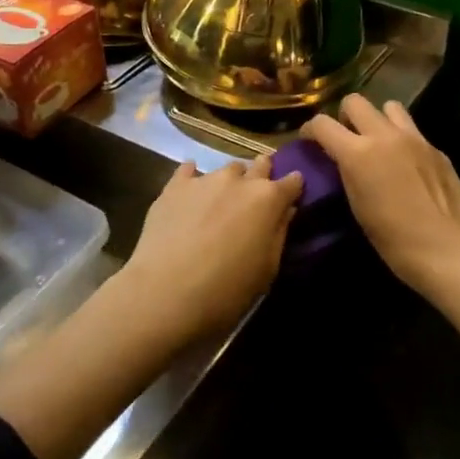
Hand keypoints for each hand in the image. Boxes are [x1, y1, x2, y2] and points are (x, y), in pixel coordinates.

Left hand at [119, 156, 304, 344]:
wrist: (165, 294)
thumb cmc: (226, 291)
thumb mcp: (267, 270)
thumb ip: (279, 232)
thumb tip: (285, 210)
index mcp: (268, 199)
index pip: (292, 181)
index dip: (294, 188)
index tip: (291, 197)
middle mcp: (239, 180)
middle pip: (260, 165)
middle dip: (262, 176)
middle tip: (256, 198)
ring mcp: (205, 179)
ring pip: (226, 169)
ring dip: (230, 181)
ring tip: (221, 202)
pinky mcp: (174, 186)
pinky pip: (188, 170)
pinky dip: (193, 177)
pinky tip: (190, 192)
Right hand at [302, 97, 459, 293]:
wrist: (446, 249)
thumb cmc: (393, 239)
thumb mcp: (357, 205)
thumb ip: (348, 172)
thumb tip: (343, 160)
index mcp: (358, 153)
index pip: (323, 123)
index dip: (310, 129)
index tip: (309, 140)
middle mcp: (385, 136)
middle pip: (355, 101)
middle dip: (344, 116)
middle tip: (346, 137)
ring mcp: (414, 138)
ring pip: (389, 106)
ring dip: (378, 119)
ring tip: (379, 142)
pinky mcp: (436, 148)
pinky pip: (412, 130)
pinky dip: (402, 138)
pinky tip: (406, 163)